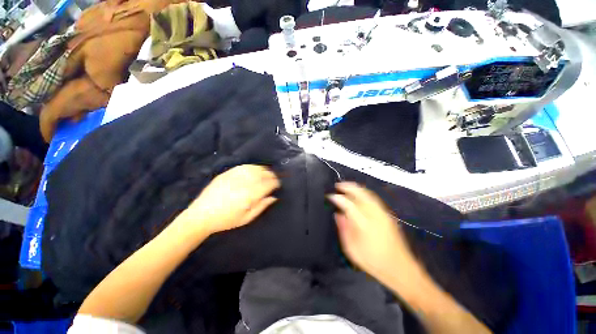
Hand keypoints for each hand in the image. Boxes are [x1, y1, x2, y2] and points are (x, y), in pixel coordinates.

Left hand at [180, 165, 279, 235]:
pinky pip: (243, 167)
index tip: (278, 184)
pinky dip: (252, 167)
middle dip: (271, 175)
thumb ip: (262, 206)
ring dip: (263, 169)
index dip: (275, 183)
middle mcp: (243, 184)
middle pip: (262, 175)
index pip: (268, 185)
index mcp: (249, 196)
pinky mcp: (226, 174)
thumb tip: (274, 197)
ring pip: (254, 169)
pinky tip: (255, 169)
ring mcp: (234, 177)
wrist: (201, 216)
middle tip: (274, 178)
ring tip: (267, 172)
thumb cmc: (226, 220)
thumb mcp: (247, 218)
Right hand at [328, 182, 418, 284]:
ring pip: (368, 194)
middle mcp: (374, 215)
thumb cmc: (373, 262)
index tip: (330, 196)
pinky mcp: (388, 215)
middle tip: (338, 185)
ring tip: (346, 186)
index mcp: (364, 224)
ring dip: (356, 188)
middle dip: (348, 187)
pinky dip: (364, 192)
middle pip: (360, 194)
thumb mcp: (352, 250)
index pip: (348, 205)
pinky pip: (373, 198)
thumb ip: (344, 229)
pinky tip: (359, 194)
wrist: (400, 268)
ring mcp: (383, 213)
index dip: (338, 198)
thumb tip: (338, 214)